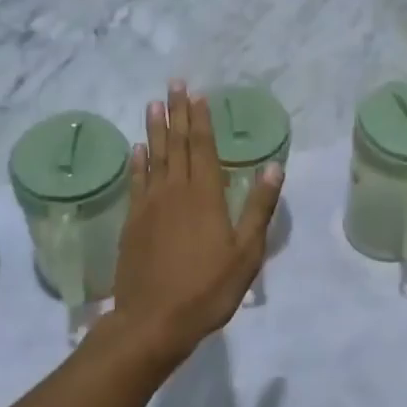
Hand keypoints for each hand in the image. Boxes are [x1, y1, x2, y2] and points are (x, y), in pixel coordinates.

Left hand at [109, 81, 282, 362]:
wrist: (153, 321)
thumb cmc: (207, 289)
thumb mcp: (246, 253)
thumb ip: (258, 208)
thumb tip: (274, 166)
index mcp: (205, 196)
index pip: (204, 148)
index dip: (201, 120)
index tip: (198, 94)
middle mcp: (175, 192)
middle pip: (177, 144)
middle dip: (177, 113)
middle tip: (173, 84)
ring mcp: (149, 206)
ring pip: (154, 158)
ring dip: (155, 130)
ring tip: (153, 104)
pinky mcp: (133, 222)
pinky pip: (136, 182)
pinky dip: (137, 163)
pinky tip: (137, 149)